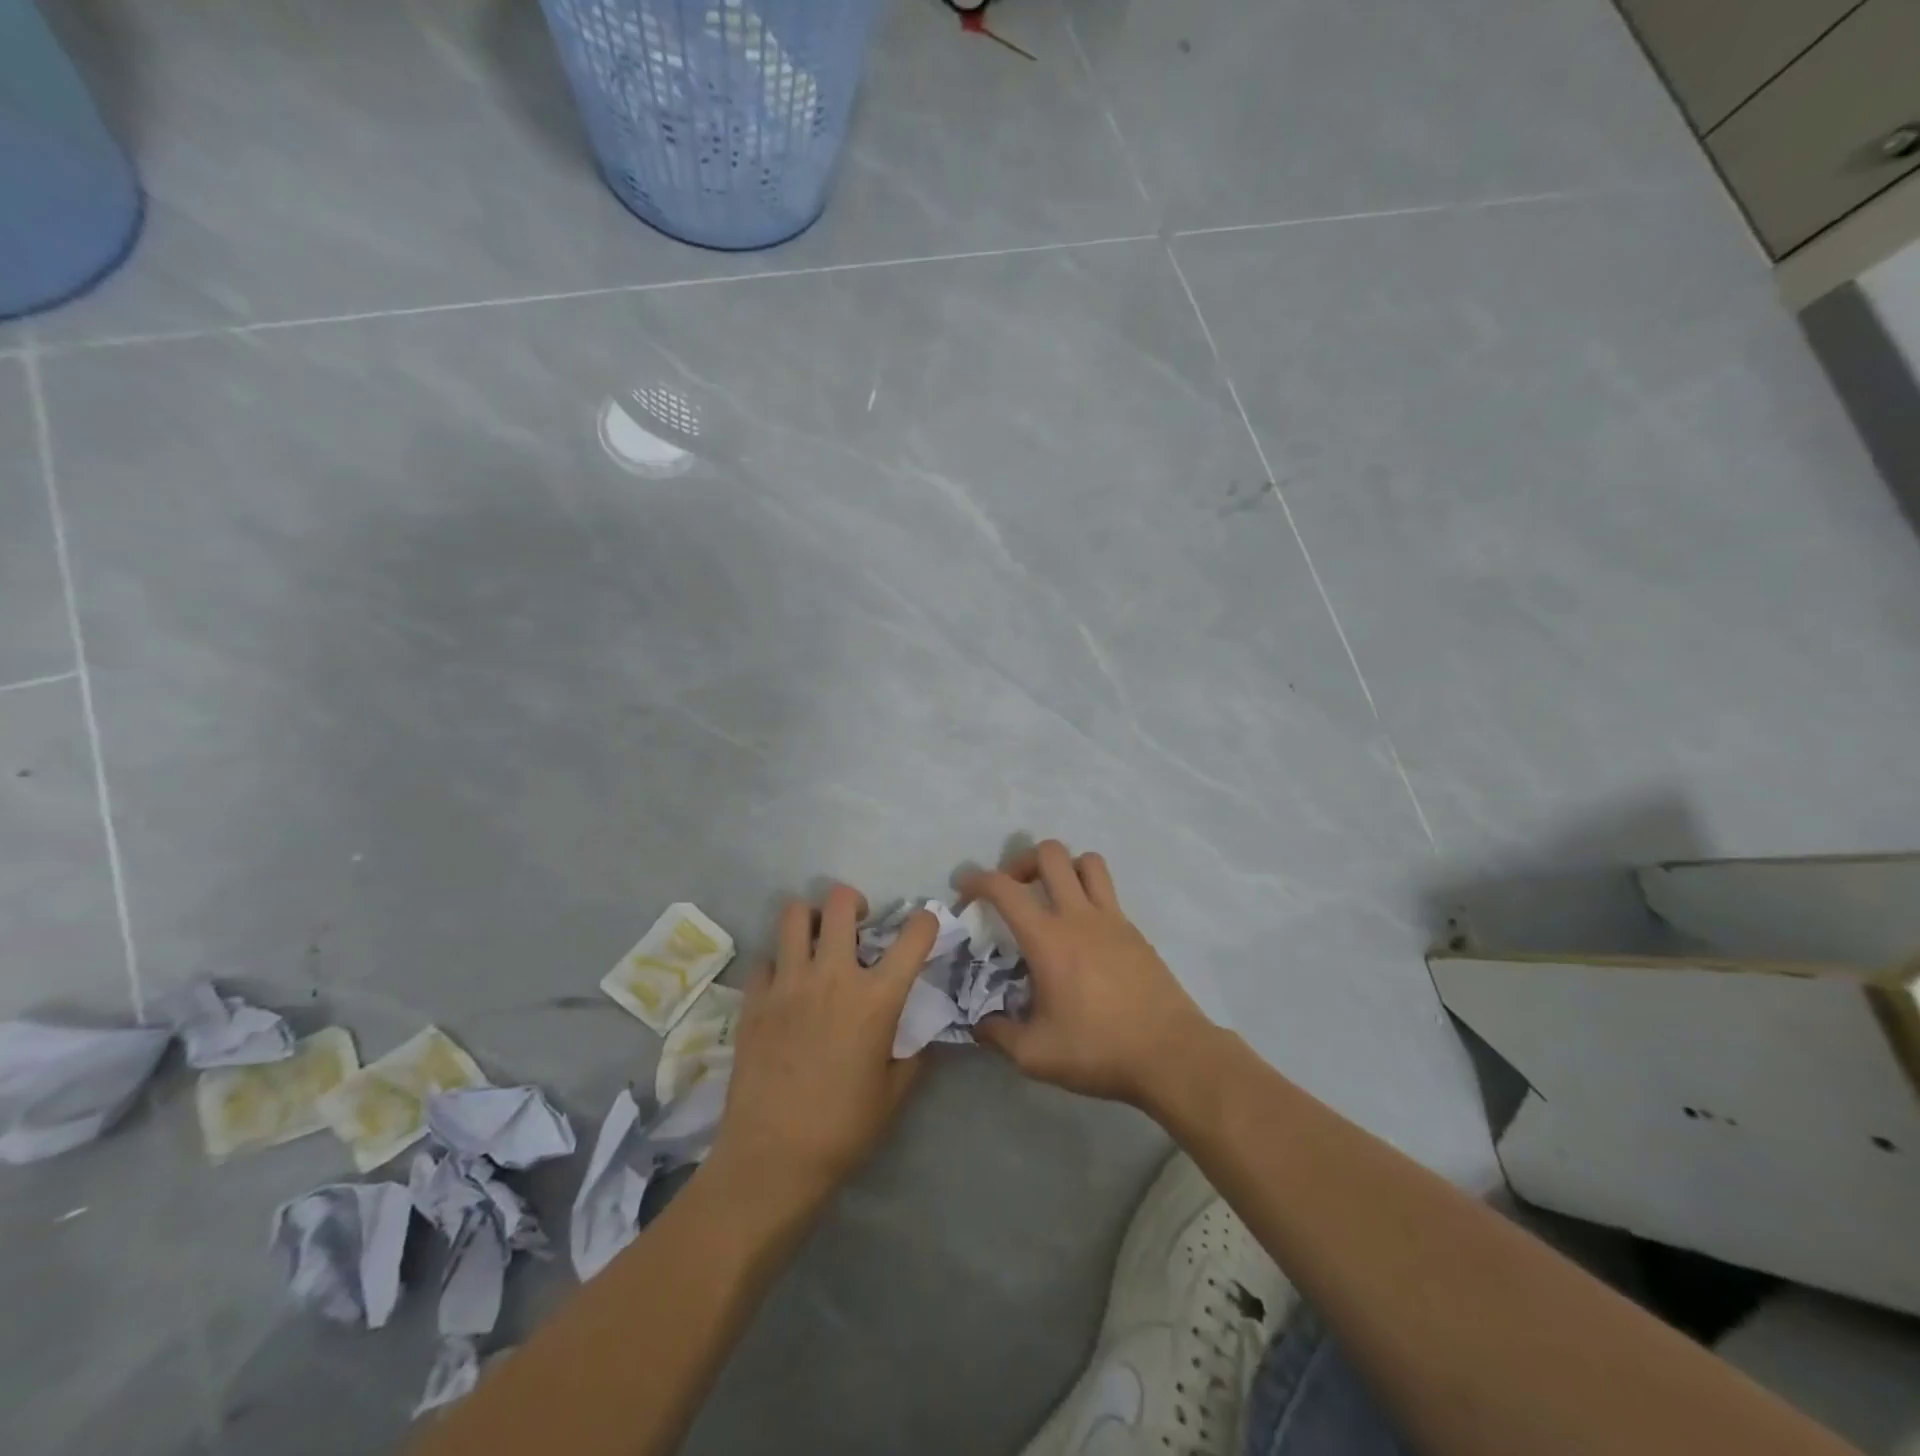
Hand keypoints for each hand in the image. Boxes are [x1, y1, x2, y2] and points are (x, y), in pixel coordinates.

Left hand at [712, 885, 937, 1206]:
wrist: (773, 1158)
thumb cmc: (843, 1129)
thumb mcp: (893, 1093)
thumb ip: (911, 1055)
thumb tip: (918, 1035)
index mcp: (876, 998)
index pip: (913, 936)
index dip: (925, 921)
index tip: (923, 925)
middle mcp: (833, 976)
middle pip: (841, 902)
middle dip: (854, 902)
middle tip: (856, 924)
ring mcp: (787, 983)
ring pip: (794, 915)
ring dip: (810, 920)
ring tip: (815, 941)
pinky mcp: (754, 999)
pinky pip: (765, 958)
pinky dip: (777, 964)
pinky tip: (783, 986)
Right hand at [962, 840, 1217, 1106]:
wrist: (1171, 1054)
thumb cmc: (1099, 1050)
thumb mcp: (1036, 1056)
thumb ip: (999, 1034)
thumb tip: (980, 1023)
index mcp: (1048, 939)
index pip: (1004, 888)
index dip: (977, 879)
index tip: (964, 889)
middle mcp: (1078, 916)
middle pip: (1049, 853)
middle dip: (1021, 861)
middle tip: (1013, 891)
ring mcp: (1111, 918)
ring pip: (1086, 861)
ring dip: (1062, 868)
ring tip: (1051, 897)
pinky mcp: (1134, 930)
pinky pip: (1107, 889)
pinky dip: (1087, 891)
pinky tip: (1082, 930)